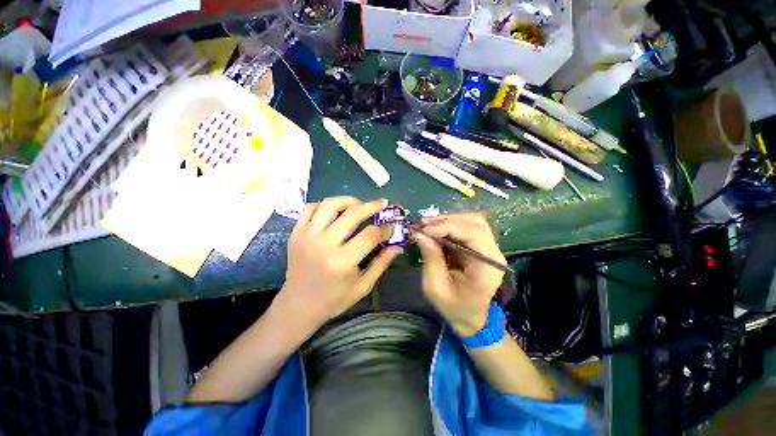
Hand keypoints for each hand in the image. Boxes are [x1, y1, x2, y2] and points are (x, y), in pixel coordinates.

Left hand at [276, 197, 401, 331]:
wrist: (298, 305)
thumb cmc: (334, 299)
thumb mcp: (363, 286)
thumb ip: (381, 263)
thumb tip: (398, 246)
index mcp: (342, 261)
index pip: (370, 235)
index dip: (385, 228)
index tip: (391, 226)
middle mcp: (324, 244)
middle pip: (352, 214)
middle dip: (372, 206)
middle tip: (382, 203)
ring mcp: (307, 235)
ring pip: (330, 204)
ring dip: (349, 200)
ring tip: (359, 205)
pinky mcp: (296, 233)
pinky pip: (311, 207)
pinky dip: (326, 205)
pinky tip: (336, 212)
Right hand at [415, 214, 505, 336]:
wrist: (470, 317)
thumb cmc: (454, 307)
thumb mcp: (436, 287)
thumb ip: (430, 258)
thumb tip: (420, 233)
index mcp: (487, 266)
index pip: (473, 234)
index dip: (448, 227)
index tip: (425, 229)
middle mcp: (493, 253)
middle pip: (475, 223)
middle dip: (447, 220)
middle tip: (424, 224)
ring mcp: (488, 248)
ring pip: (472, 221)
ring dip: (448, 220)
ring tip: (427, 225)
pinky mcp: (480, 246)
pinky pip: (467, 228)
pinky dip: (449, 225)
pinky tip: (435, 229)